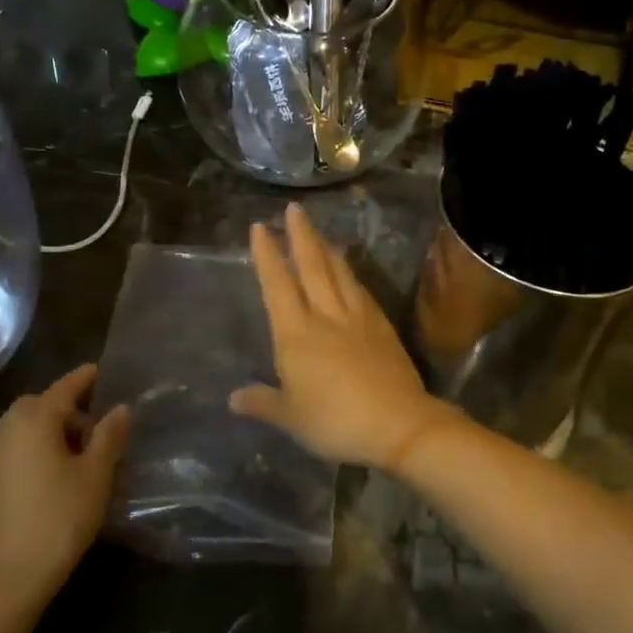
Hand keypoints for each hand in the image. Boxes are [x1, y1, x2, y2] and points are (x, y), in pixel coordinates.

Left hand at [0, 364, 129, 612]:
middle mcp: (7, 428)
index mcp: (34, 420)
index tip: (100, 370)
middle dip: (66, 405)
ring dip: (49, 426)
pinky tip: (52, 468)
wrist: (9, 576)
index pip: (64, 387)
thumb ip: (109, 436)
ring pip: (23, 425)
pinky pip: (13, 445)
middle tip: (95, 422)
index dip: (84, 378)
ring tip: (77, 448)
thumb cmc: (60, 518)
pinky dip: (33, 444)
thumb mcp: (96, 475)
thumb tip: (120, 408)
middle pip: (40, 404)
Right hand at [232, 204, 463, 470]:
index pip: (278, 285)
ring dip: (327, 249)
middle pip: (311, 266)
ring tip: (320, 233)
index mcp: (296, 334)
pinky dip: (351, 274)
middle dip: (300, 236)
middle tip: (294, 209)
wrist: (398, 424)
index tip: (260, 228)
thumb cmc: (335, 421)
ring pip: (339, 273)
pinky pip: (361, 290)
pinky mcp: (381, 326)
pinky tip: (350, 271)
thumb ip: (263, 403)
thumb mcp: (291, 417)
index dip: (267, 256)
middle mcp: (325, 316)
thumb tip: (234, 398)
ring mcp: (357, 318)